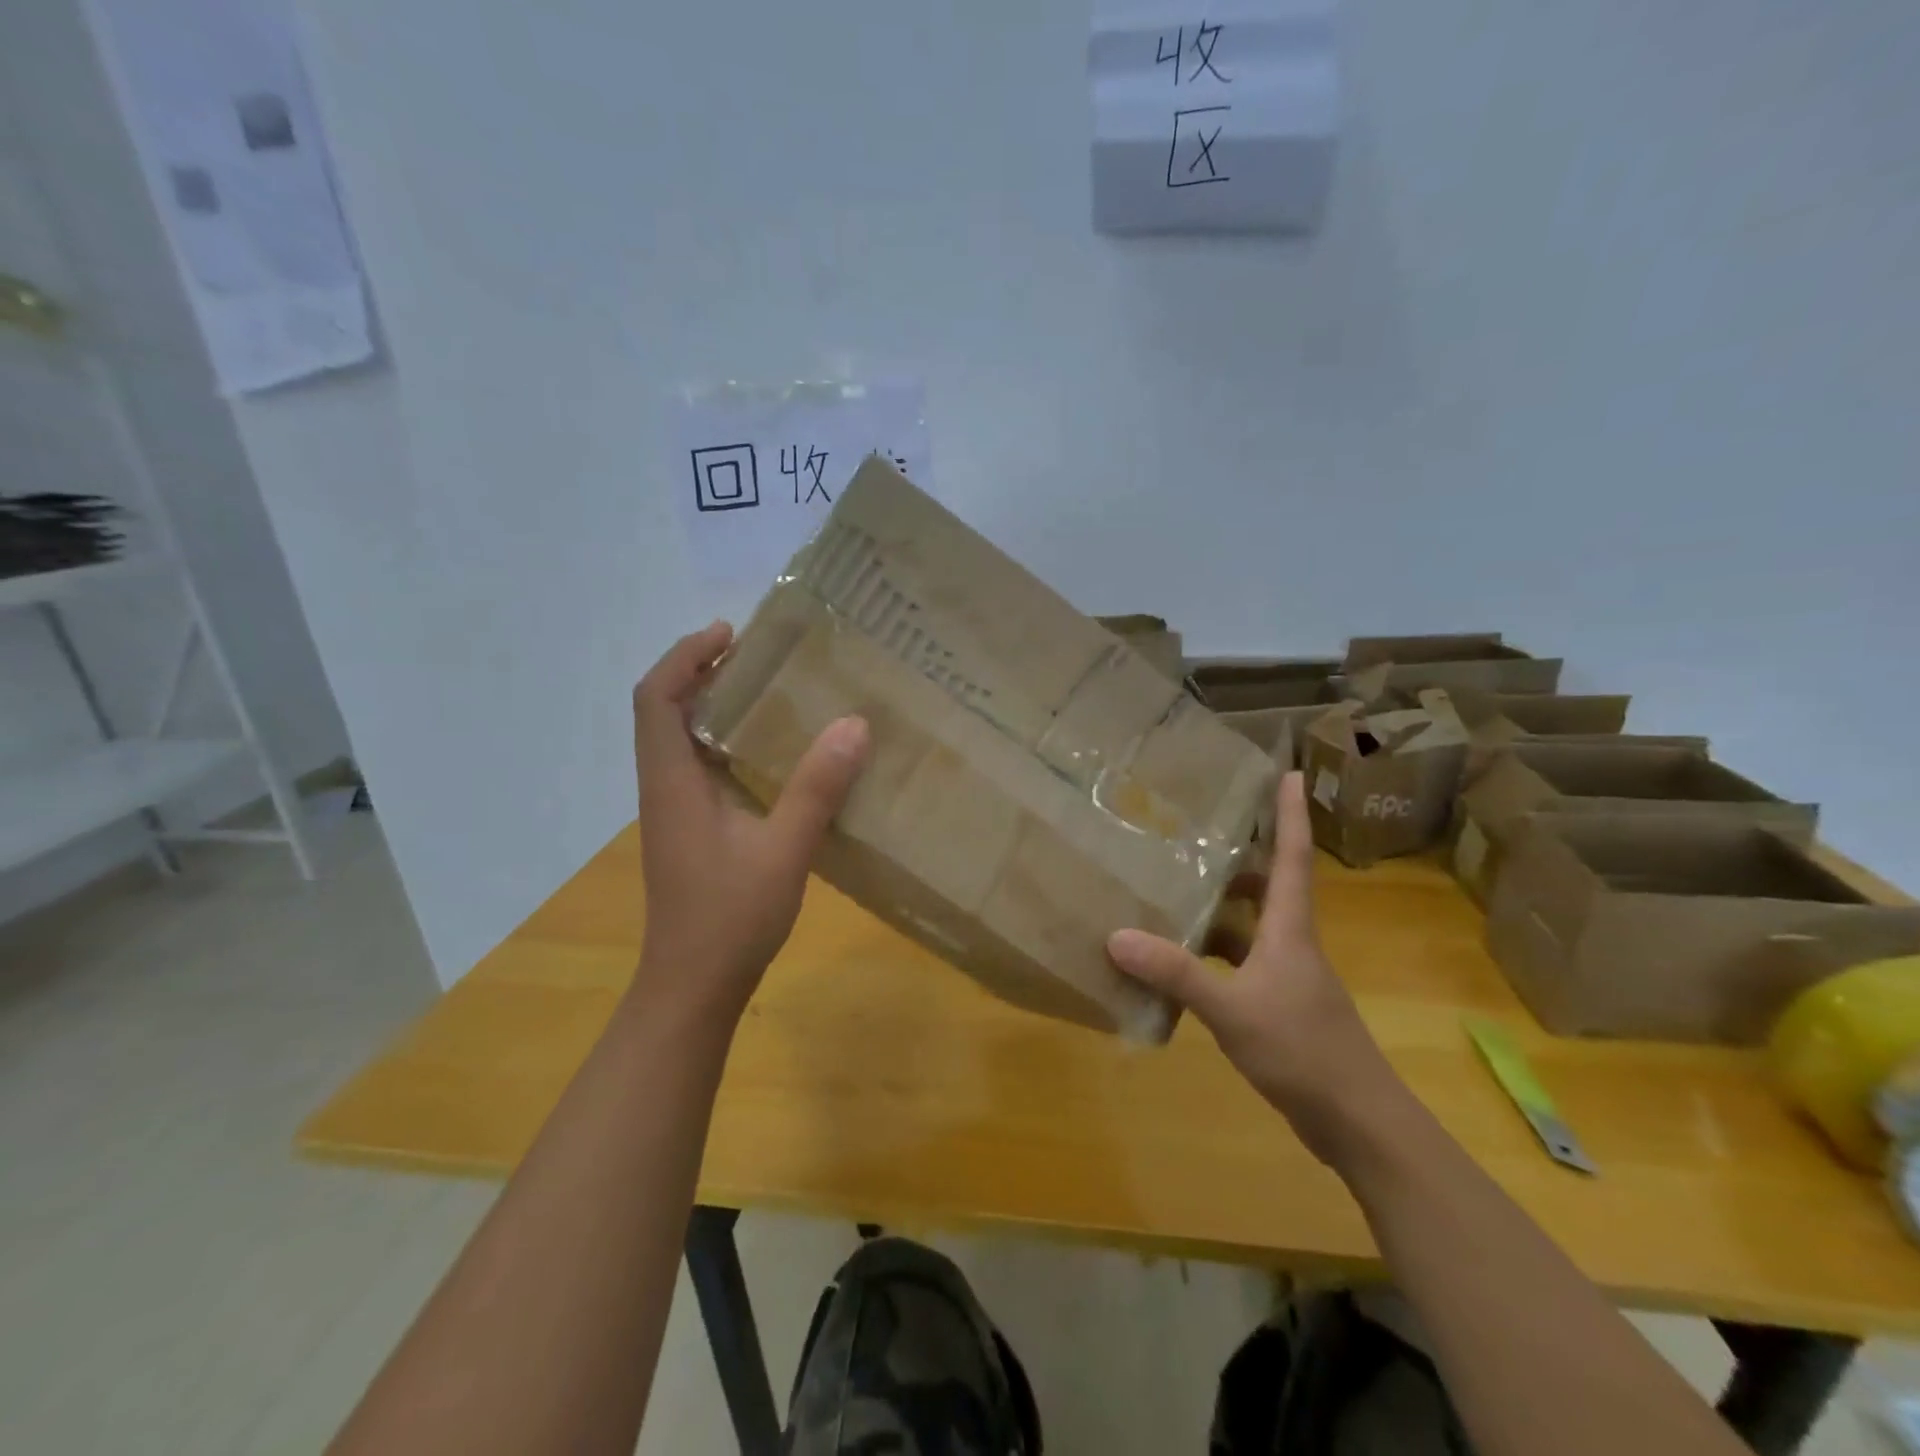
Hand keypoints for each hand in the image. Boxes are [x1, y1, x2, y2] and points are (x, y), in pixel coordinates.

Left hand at [630, 621, 869, 1022]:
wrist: (693, 986)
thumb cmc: (730, 918)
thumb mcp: (784, 850)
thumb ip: (816, 789)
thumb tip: (853, 725)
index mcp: (672, 783)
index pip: (656, 699)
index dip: (685, 656)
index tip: (729, 634)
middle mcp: (664, 788)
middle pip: (665, 710)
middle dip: (702, 671)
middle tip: (760, 654)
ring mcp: (675, 811)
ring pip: (681, 739)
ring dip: (714, 705)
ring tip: (771, 689)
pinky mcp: (691, 830)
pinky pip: (701, 766)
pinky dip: (727, 741)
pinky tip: (773, 753)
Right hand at [1107, 771, 1402, 1163]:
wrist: (1359, 1123)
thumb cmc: (1303, 1051)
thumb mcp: (1232, 1009)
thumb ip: (1176, 973)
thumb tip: (1117, 936)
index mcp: (1291, 931)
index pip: (1293, 858)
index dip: (1291, 814)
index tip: (1290, 773)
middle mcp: (1293, 946)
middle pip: (1273, 887)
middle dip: (1246, 858)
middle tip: (1206, 834)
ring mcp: (1289, 979)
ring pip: (1255, 928)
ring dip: (1224, 909)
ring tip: (1179, 892)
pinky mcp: (1282, 1009)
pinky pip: (1243, 965)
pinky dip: (1215, 957)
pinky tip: (1182, 966)